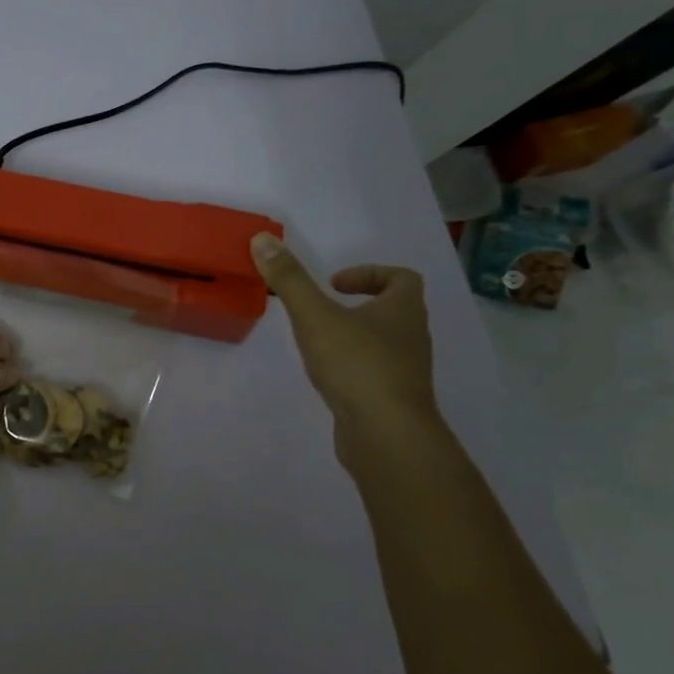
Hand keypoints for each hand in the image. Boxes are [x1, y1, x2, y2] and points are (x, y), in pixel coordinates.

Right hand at [251, 232, 437, 436]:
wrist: (386, 434)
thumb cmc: (356, 365)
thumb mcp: (315, 316)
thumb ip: (289, 279)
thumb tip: (263, 239)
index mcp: (402, 311)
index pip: (402, 278)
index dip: (370, 274)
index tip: (334, 284)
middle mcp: (411, 337)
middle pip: (394, 310)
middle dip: (359, 305)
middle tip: (322, 310)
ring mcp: (404, 372)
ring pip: (384, 343)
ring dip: (355, 336)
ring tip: (318, 342)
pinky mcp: (392, 400)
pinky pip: (375, 374)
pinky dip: (353, 368)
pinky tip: (327, 376)